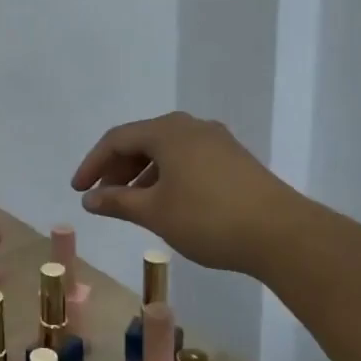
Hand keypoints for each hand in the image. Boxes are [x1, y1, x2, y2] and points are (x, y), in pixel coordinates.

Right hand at [71, 112, 298, 273]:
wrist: (282, 234)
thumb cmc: (208, 218)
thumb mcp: (154, 212)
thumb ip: (117, 202)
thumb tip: (89, 199)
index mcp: (167, 131)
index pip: (117, 140)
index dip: (92, 164)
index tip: (78, 191)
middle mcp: (191, 126)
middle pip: (142, 141)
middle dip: (117, 169)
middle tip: (102, 197)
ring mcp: (217, 141)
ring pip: (166, 151)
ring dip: (142, 174)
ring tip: (131, 204)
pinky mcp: (234, 159)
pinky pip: (187, 159)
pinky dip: (167, 176)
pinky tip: (166, 202)